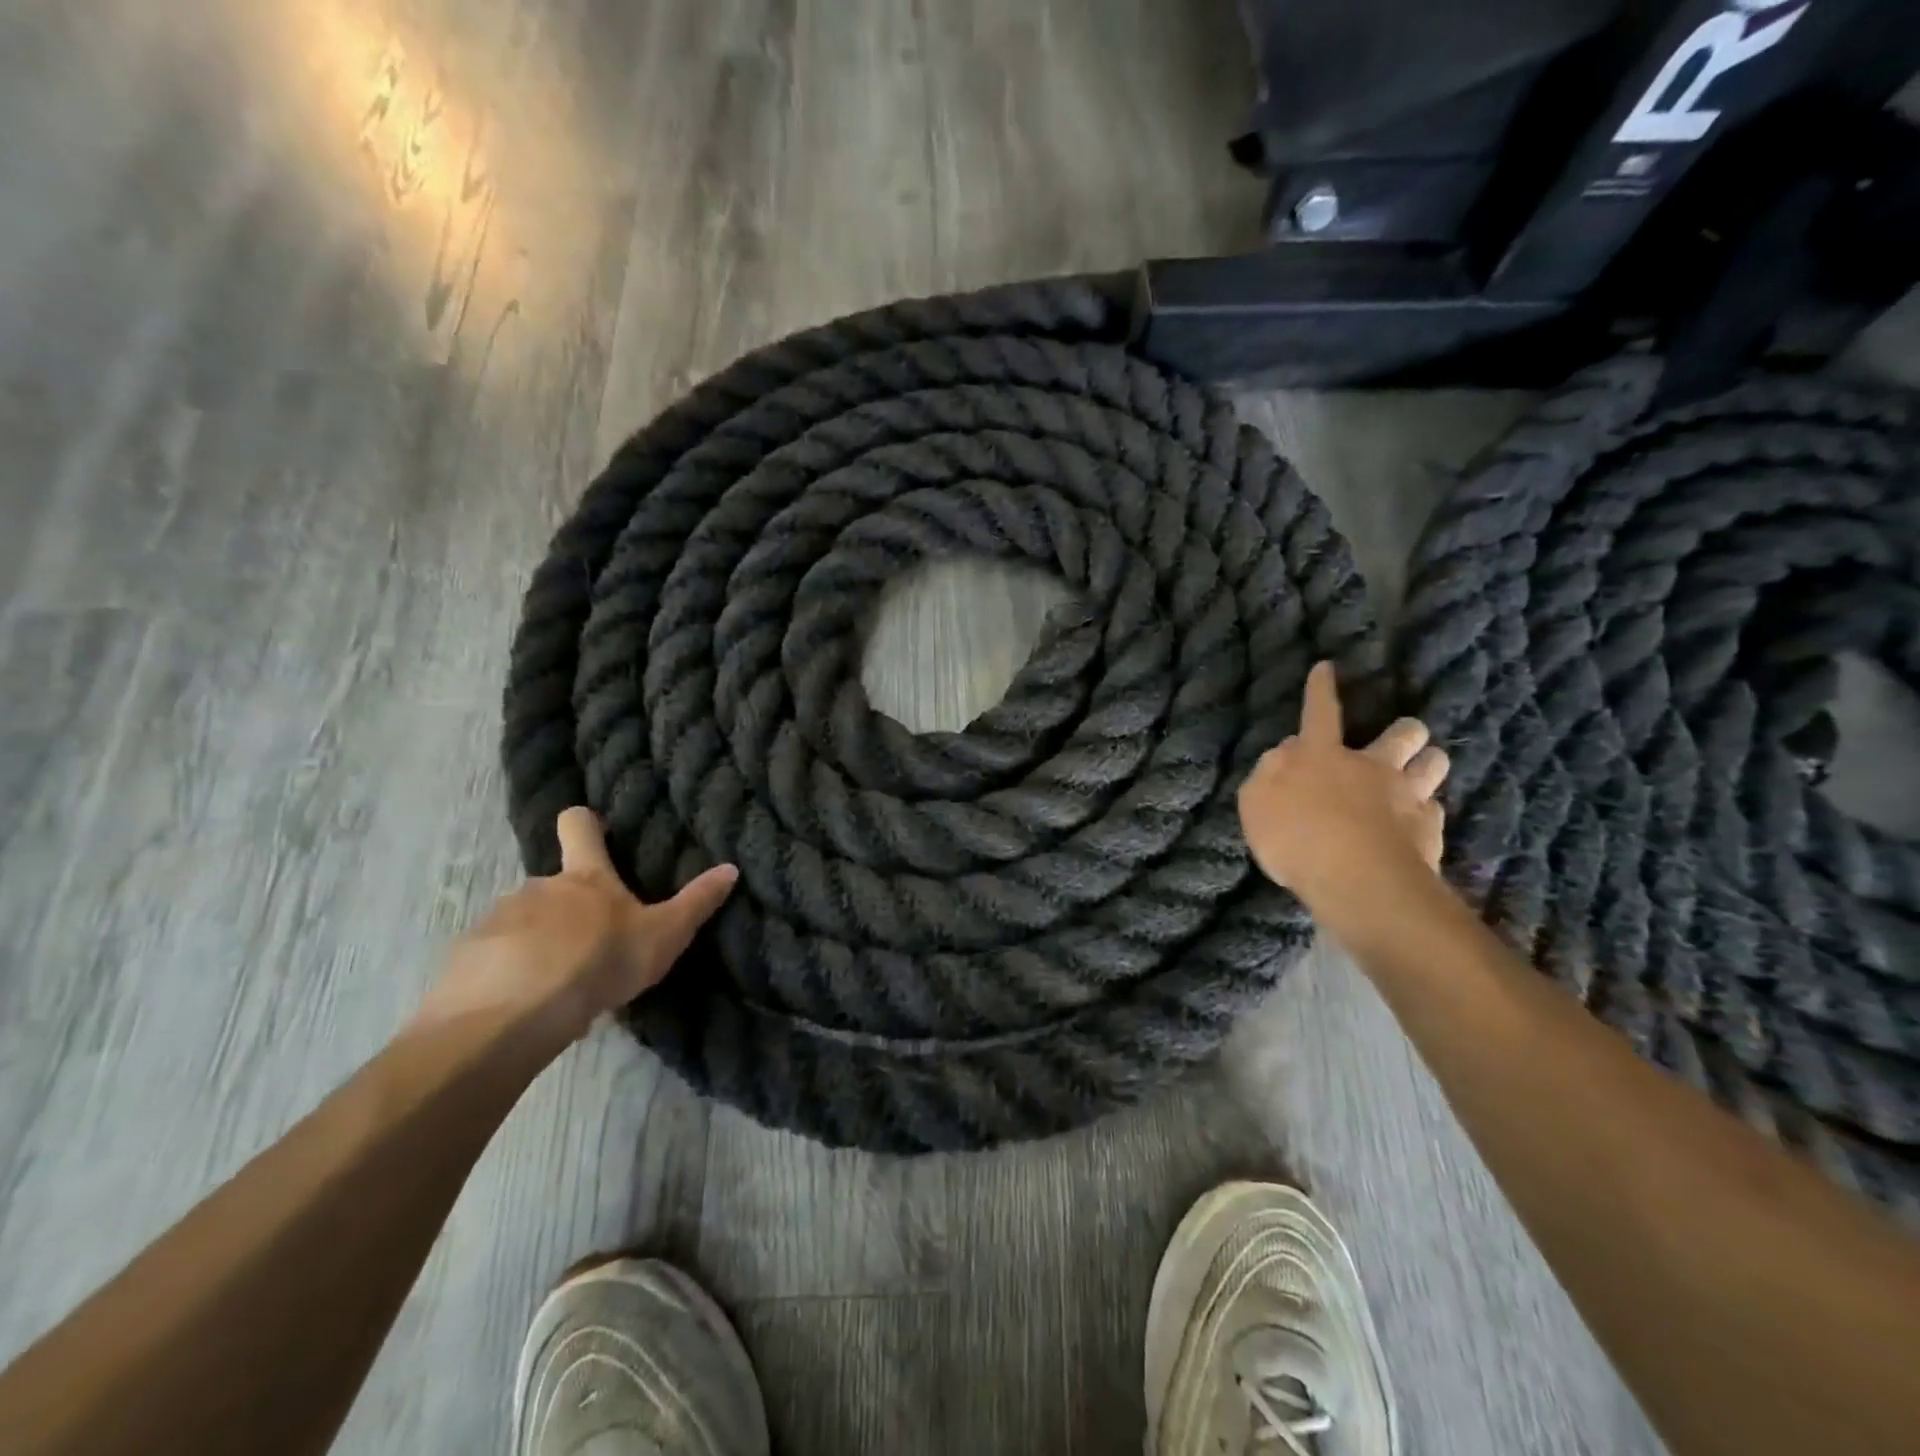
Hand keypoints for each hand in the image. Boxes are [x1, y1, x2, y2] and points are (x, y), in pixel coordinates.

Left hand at [412, 808, 737, 1047]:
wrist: (512, 1015)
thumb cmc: (598, 962)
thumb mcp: (662, 935)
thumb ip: (696, 903)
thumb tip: (731, 868)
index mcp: (585, 878)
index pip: (579, 825)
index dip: (587, 822)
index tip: (598, 831)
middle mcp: (538, 887)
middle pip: (555, 885)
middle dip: (571, 910)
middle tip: (593, 947)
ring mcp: (497, 920)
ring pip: (524, 924)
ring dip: (541, 944)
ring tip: (560, 985)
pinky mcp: (467, 958)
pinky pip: (495, 959)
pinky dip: (510, 974)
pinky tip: (526, 1006)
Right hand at [1237, 661, 1449, 913]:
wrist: (1356, 879)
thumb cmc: (1294, 837)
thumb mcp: (1255, 803)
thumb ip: (1268, 773)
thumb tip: (1286, 753)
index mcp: (1321, 755)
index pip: (1319, 712)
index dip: (1321, 689)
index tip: (1326, 668)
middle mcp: (1370, 766)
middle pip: (1402, 733)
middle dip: (1404, 731)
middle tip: (1400, 741)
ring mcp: (1406, 796)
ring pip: (1434, 763)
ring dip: (1427, 765)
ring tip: (1418, 778)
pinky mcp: (1430, 830)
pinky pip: (1435, 812)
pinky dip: (1426, 816)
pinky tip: (1416, 830)